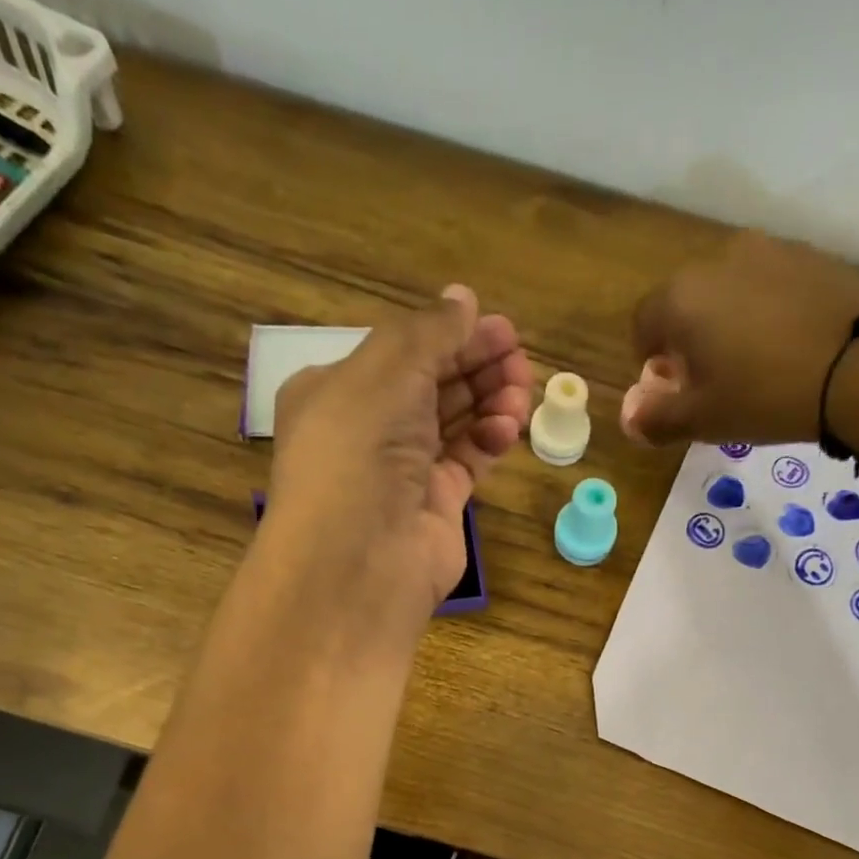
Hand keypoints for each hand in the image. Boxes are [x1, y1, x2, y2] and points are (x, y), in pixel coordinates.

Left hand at [260, 285, 532, 642]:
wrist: (360, 560)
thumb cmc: (358, 452)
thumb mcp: (385, 372)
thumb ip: (428, 333)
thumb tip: (463, 298)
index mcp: (337, 392)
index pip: (401, 353)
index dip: (449, 336)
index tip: (499, 327)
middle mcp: (368, 431)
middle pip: (431, 385)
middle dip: (476, 365)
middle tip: (518, 356)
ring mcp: (403, 472)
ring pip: (454, 423)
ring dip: (489, 401)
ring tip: (521, 390)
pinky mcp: (436, 506)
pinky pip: (468, 461)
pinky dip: (489, 440)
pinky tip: (508, 426)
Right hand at [623, 232, 858, 447]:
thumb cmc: (765, 394)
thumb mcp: (704, 420)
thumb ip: (657, 419)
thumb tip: (630, 418)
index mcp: (680, 298)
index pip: (642, 325)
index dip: (650, 363)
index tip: (674, 392)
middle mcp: (716, 260)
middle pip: (684, 303)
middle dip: (688, 341)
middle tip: (712, 383)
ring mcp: (767, 251)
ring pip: (727, 292)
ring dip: (727, 325)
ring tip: (754, 367)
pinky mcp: (809, 255)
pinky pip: (768, 286)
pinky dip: (765, 313)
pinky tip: (787, 348)